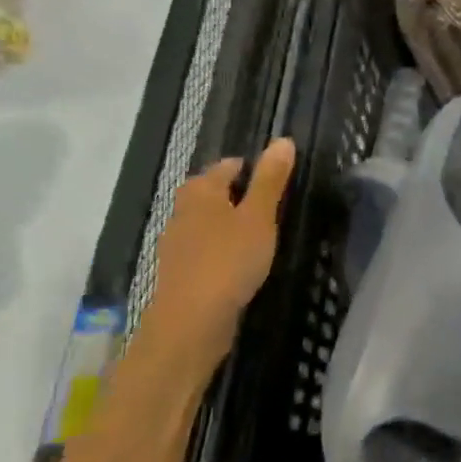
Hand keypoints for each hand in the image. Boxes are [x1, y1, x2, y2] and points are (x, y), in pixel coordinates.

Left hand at [140, 138, 296, 370]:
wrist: (191, 321)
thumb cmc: (229, 260)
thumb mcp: (259, 217)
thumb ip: (271, 181)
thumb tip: (283, 140)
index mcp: (201, 193)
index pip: (225, 167)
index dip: (249, 168)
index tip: (274, 177)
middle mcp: (182, 213)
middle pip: (210, 193)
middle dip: (234, 195)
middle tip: (268, 204)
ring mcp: (177, 245)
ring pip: (205, 223)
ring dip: (226, 224)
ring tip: (257, 234)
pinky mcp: (180, 274)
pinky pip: (203, 250)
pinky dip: (220, 250)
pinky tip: (238, 264)